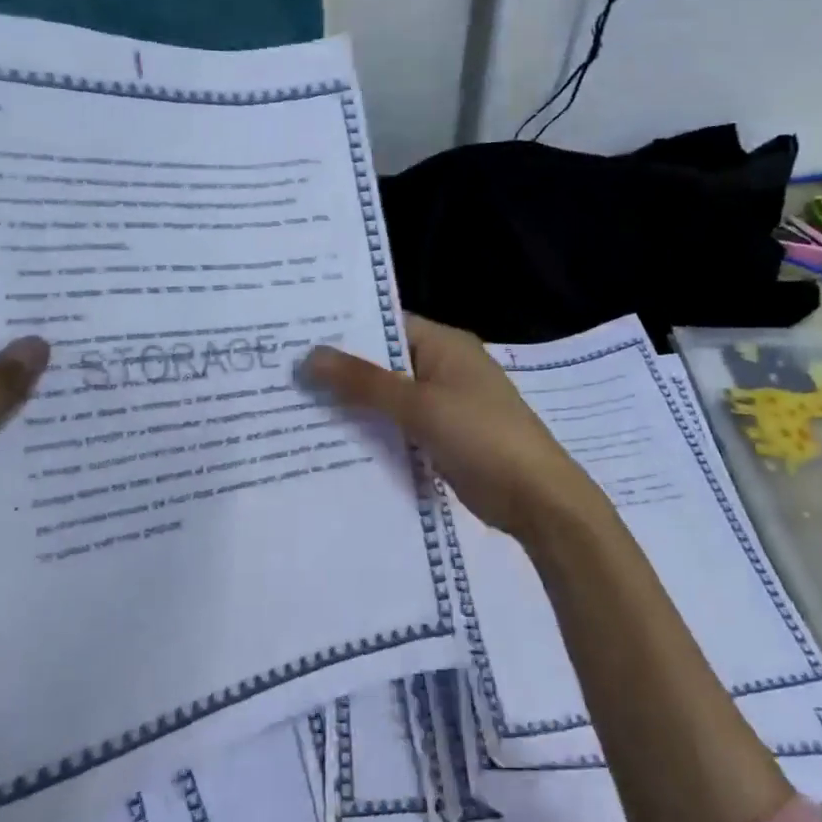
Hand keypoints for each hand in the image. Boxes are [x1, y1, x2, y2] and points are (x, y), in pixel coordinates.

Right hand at [303, 315, 605, 546]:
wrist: (535, 497)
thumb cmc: (481, 436)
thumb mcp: (419, 405)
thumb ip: (364, 382)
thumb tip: (311, 355)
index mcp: (444, 344)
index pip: (386, 325)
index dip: (344, 330)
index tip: (297, 338)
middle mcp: (443, 367)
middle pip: (385, 362)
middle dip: (343, 371)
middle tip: (286, 375)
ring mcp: (444, 404)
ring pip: (390, 397)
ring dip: (356, 404)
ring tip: (297, 407)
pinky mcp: (443, 437)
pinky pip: (401, 426)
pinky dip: (375, 431)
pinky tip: (333, 441)